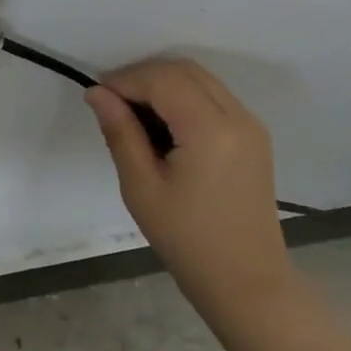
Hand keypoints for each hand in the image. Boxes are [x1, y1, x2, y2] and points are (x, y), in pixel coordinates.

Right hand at [85, 58, 295, 322]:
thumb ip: (120, 132)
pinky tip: (162, 128)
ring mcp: (250, 125)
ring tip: (133, 116)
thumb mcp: (141, 187)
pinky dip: (183, 98)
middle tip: (112, 104)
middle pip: (185, 70)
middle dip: (144, 77)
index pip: (163, 80)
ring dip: (164, 85)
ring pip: (201, 79)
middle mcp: (238, 117)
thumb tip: (97, 93)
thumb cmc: (187, 239)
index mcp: (211, 130)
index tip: (97, 99)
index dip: (125, 80)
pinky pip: (214, 98)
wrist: (246, 280)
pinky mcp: (253, 137)